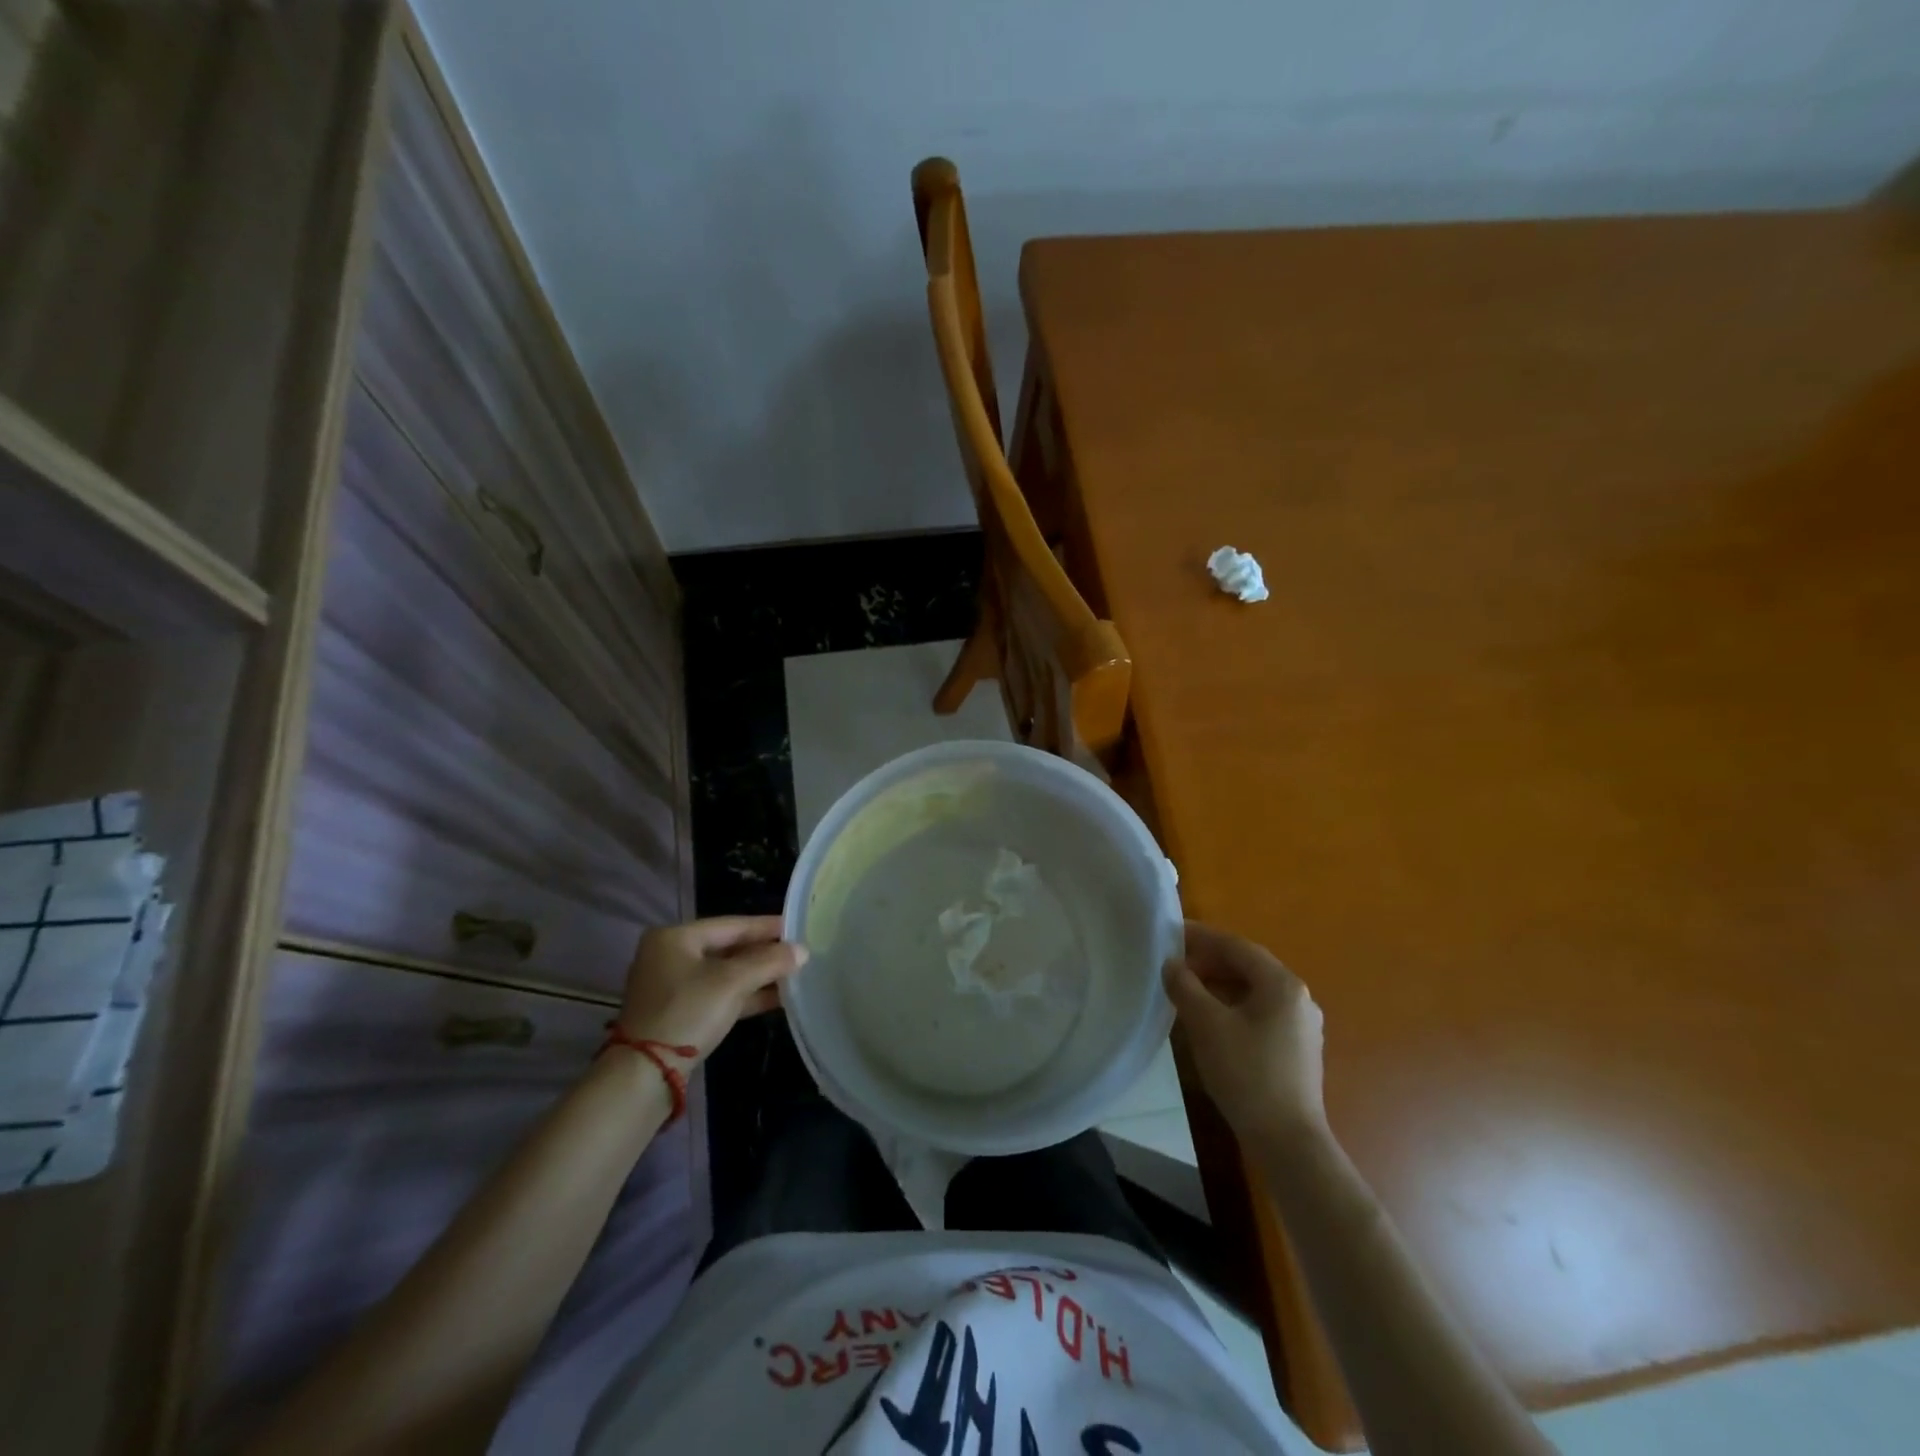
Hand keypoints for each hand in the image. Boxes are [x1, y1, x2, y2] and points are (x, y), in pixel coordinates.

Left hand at [616, 916, 807, 1063]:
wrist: (644, 1075)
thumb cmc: (688, 1013)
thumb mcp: (732, 982)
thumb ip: (769, 962)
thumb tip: (803, 950)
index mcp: (674, 937)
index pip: (731, 924)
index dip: (766, 926)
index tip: (797, 926)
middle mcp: (669, 955)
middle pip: (727, 948)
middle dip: (763, 953)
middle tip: (798, 951)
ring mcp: (671, 986)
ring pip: (724, 973)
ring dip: (757, 976)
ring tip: (794, 975)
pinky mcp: (678, 1013)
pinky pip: (718, 994)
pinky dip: (744, 995)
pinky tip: (775, 998)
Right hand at [1163, 921, 1326, 1142]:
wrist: (1288, 1141)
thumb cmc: (1246, 1074)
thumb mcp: (1206, 1025)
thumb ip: (1185, 986)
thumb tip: (1171, 964)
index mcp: (1281, 984)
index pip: (1236, 946)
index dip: (1201, 937)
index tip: (1170, 934)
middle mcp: (1298, 997)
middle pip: (1247, 966)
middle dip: (1209, 961)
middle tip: (1174, 964)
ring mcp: (1301, 1025)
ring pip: (1253, 990)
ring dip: (1219, 984)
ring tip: (1186, 990)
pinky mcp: (1297, 1049)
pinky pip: (1260, 1012)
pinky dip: (1232, 1005)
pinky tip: (1209, 1019)